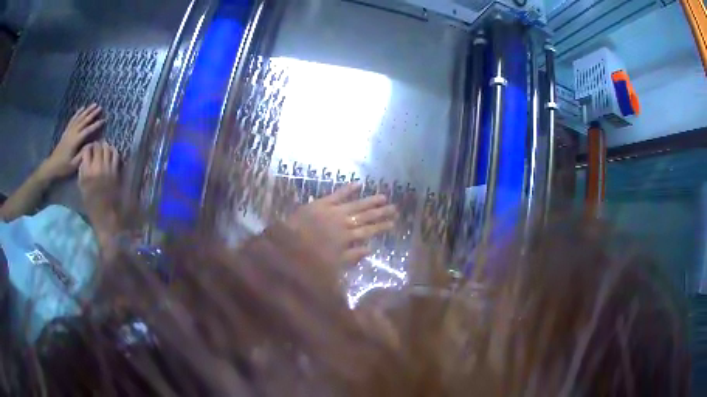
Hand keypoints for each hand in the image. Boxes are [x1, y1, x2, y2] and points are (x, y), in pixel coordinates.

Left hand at [41, 104, 104, 179]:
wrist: (52, 166)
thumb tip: (92, 144)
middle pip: (84, 121)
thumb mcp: (74, 165)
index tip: (104, 120)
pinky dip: (78, 113)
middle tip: (100, 107)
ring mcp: (69, 131)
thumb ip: (83, 154)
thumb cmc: (63, 167)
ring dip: (87, 111)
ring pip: (79, 118)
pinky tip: (82, 108)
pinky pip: (73, 120)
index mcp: (75, 141)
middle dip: (92, 114)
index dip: (96, 125)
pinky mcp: (66, 132)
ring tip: (94, 104)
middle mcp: (72, 133)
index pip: (88, 130)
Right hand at [77, 142, 119, 241]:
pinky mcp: (116, 171)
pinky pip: (116, 155)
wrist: (106, 215)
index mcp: (86, 172)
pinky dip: (113, 151)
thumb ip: (82, 171)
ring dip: (105, 146)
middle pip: (98, 147)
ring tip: (103, 148)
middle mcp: (97, 168)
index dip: (88, 148)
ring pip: (107, 148)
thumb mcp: (82, 187)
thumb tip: (84, 159)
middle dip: (96, 145)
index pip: (86, 151)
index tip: (88, 149)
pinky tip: (111, 152)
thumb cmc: (92, 204)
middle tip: (96, 147)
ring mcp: (108, 168)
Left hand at [285, 184, 397, 266]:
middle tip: (394, 208)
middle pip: (366, 217)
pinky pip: (338, 194)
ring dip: (370, 201)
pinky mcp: (321, 203)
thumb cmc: (309, 259)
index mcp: (346, 238)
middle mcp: (343, 223)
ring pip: (356, 205)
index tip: (393, 223)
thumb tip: (370, 249)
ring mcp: (333, 211)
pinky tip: (359, 184)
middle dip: (381, 213)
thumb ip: (352, 256)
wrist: (286, 246)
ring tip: (384, 197)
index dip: (381, 227)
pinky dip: (348, 188)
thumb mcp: (333, 264)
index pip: (368, 231)